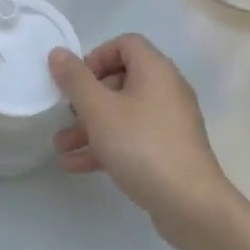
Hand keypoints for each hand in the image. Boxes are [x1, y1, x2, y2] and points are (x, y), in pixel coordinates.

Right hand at [48, 34, 236, 249]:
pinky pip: (132, 139)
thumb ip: (75, 80)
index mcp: (155, 71)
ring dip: (89, 127)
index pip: (125, 44)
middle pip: (121, 80)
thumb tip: (58, 52)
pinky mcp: (168, 151)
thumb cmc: (142, 146)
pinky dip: (106, 146)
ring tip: (60, 146)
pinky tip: (75, 165)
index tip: (76, 81)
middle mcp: (166, 90)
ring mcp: (169, 123)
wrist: (191, 205)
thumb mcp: (100, 110)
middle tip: (65, 115)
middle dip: (86, 99)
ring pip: (123, 114)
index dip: (96, 56)